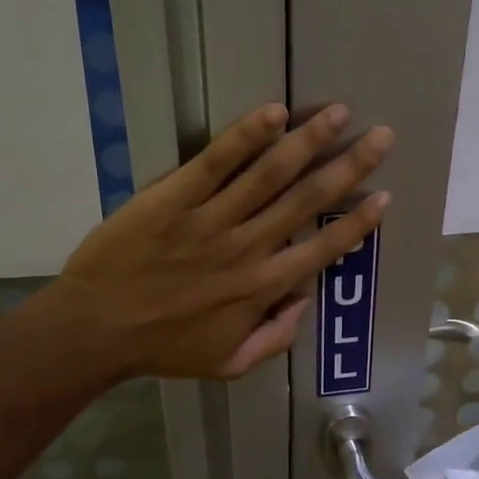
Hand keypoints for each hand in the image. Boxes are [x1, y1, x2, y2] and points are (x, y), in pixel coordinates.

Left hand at [51, 103, 393, 379]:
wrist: (94, 331)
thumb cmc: (163, 348)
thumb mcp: (229, 365)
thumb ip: (275, 338)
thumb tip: (305, 300)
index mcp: (262, 289)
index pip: (322, 249)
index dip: (357, 224)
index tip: (384, 196)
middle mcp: (247, 248)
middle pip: (307, 200)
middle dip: (349, 167)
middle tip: (381, 136)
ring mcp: (210, 220)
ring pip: (269, 174)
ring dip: (308, 141)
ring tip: (338, 113)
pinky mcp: (173, 199)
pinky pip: (214, 163)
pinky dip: (245, 137)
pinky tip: (274, 113)